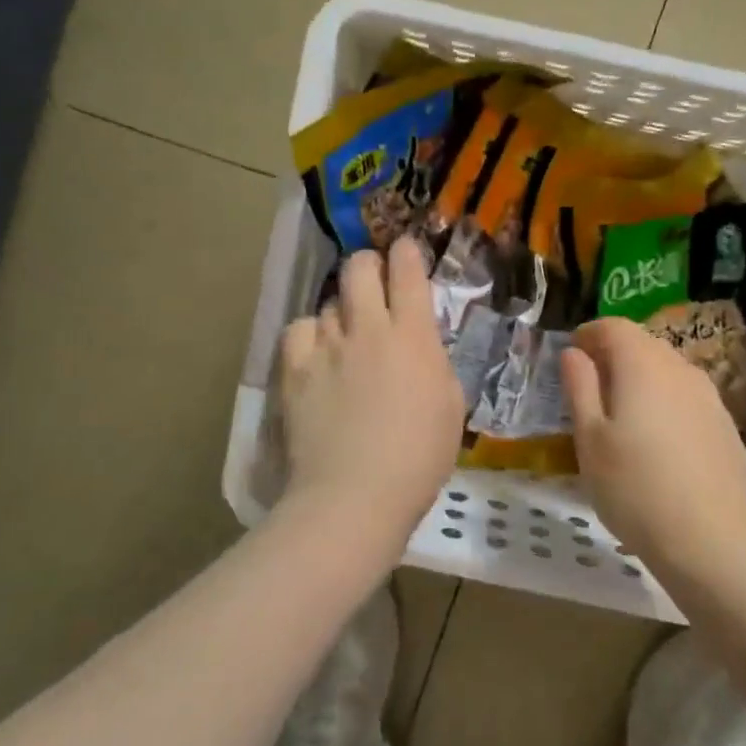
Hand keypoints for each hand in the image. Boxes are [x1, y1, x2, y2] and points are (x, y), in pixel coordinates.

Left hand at [278, 240, 464, 552]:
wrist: (355, 495)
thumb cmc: (419, 458)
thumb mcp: (451, 406)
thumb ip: (435, 364)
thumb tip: (420, 348)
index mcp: (414, 336)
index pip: (408, 272)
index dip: (406, 252)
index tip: (405, 250)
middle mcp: (369, 329)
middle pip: (360, 268)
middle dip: (368, 264)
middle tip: (373, 282)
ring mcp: (327, 346)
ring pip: (330, 301)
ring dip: (343, 310)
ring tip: (346, 335)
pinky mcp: (295, 369)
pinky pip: (299, 329)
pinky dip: (310, 335)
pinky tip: (316, 354)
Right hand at [561, 317, 745, 574]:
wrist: (712, 541)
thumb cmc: (634, 488)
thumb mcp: (590, 440)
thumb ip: (580, 388)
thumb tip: (573, 353)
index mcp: (643, 365)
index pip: (614, 326)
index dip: (590, 334)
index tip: (572, 354)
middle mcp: (680, 369)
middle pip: (644, 344)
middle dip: (615, 355)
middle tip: (591, 386)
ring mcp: (710, 397)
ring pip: (669, 371)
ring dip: (643, 379)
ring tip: (623, 415)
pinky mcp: (727, 426)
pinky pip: (689, 399)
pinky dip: (667, 404)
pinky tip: (660, 442)